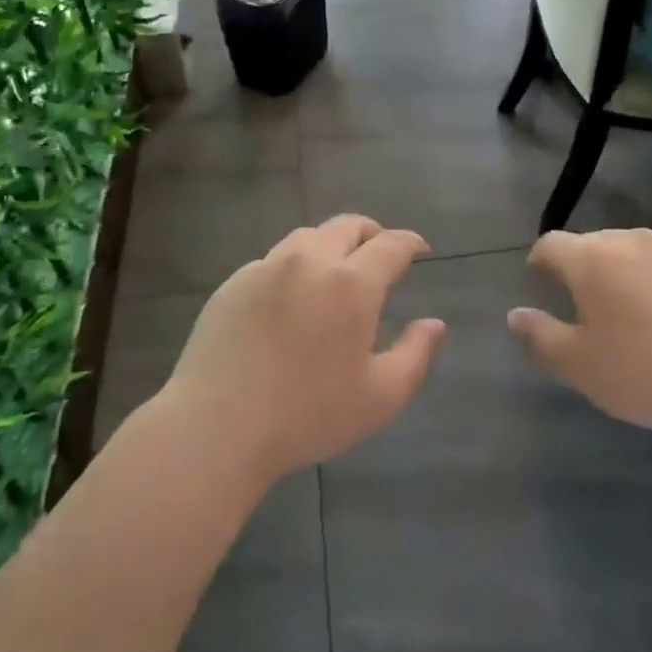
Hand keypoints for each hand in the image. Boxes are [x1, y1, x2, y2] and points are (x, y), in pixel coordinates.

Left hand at [163, 214, 446, 483]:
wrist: (217, 426)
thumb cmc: (307, 415)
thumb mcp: (380, 398)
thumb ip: (416, 355)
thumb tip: (435, 323)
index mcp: (351, 283)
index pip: (390, 244)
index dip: (409, 242)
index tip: (419, 249)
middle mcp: (310, 261)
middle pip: (347, 225)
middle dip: (371, 233)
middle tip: (379, 253)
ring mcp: (267, 267)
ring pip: (307, 236)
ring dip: (330, 244)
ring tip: (334, 271)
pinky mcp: (234, 282)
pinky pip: (273, 260)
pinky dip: (294, 267)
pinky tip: (290, 298)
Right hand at [507, 228, 651, 434]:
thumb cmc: (643, 373)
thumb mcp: (578, 366)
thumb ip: (539, 336)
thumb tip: (514, 315)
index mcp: (593, 260)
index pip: (552, 244)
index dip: (540, 259)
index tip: (538, 277)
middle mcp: (635, 244)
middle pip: (598, 243)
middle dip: (586, 265)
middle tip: (586, 300)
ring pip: (643, 254)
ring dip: (631, 274)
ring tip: (636, 311)